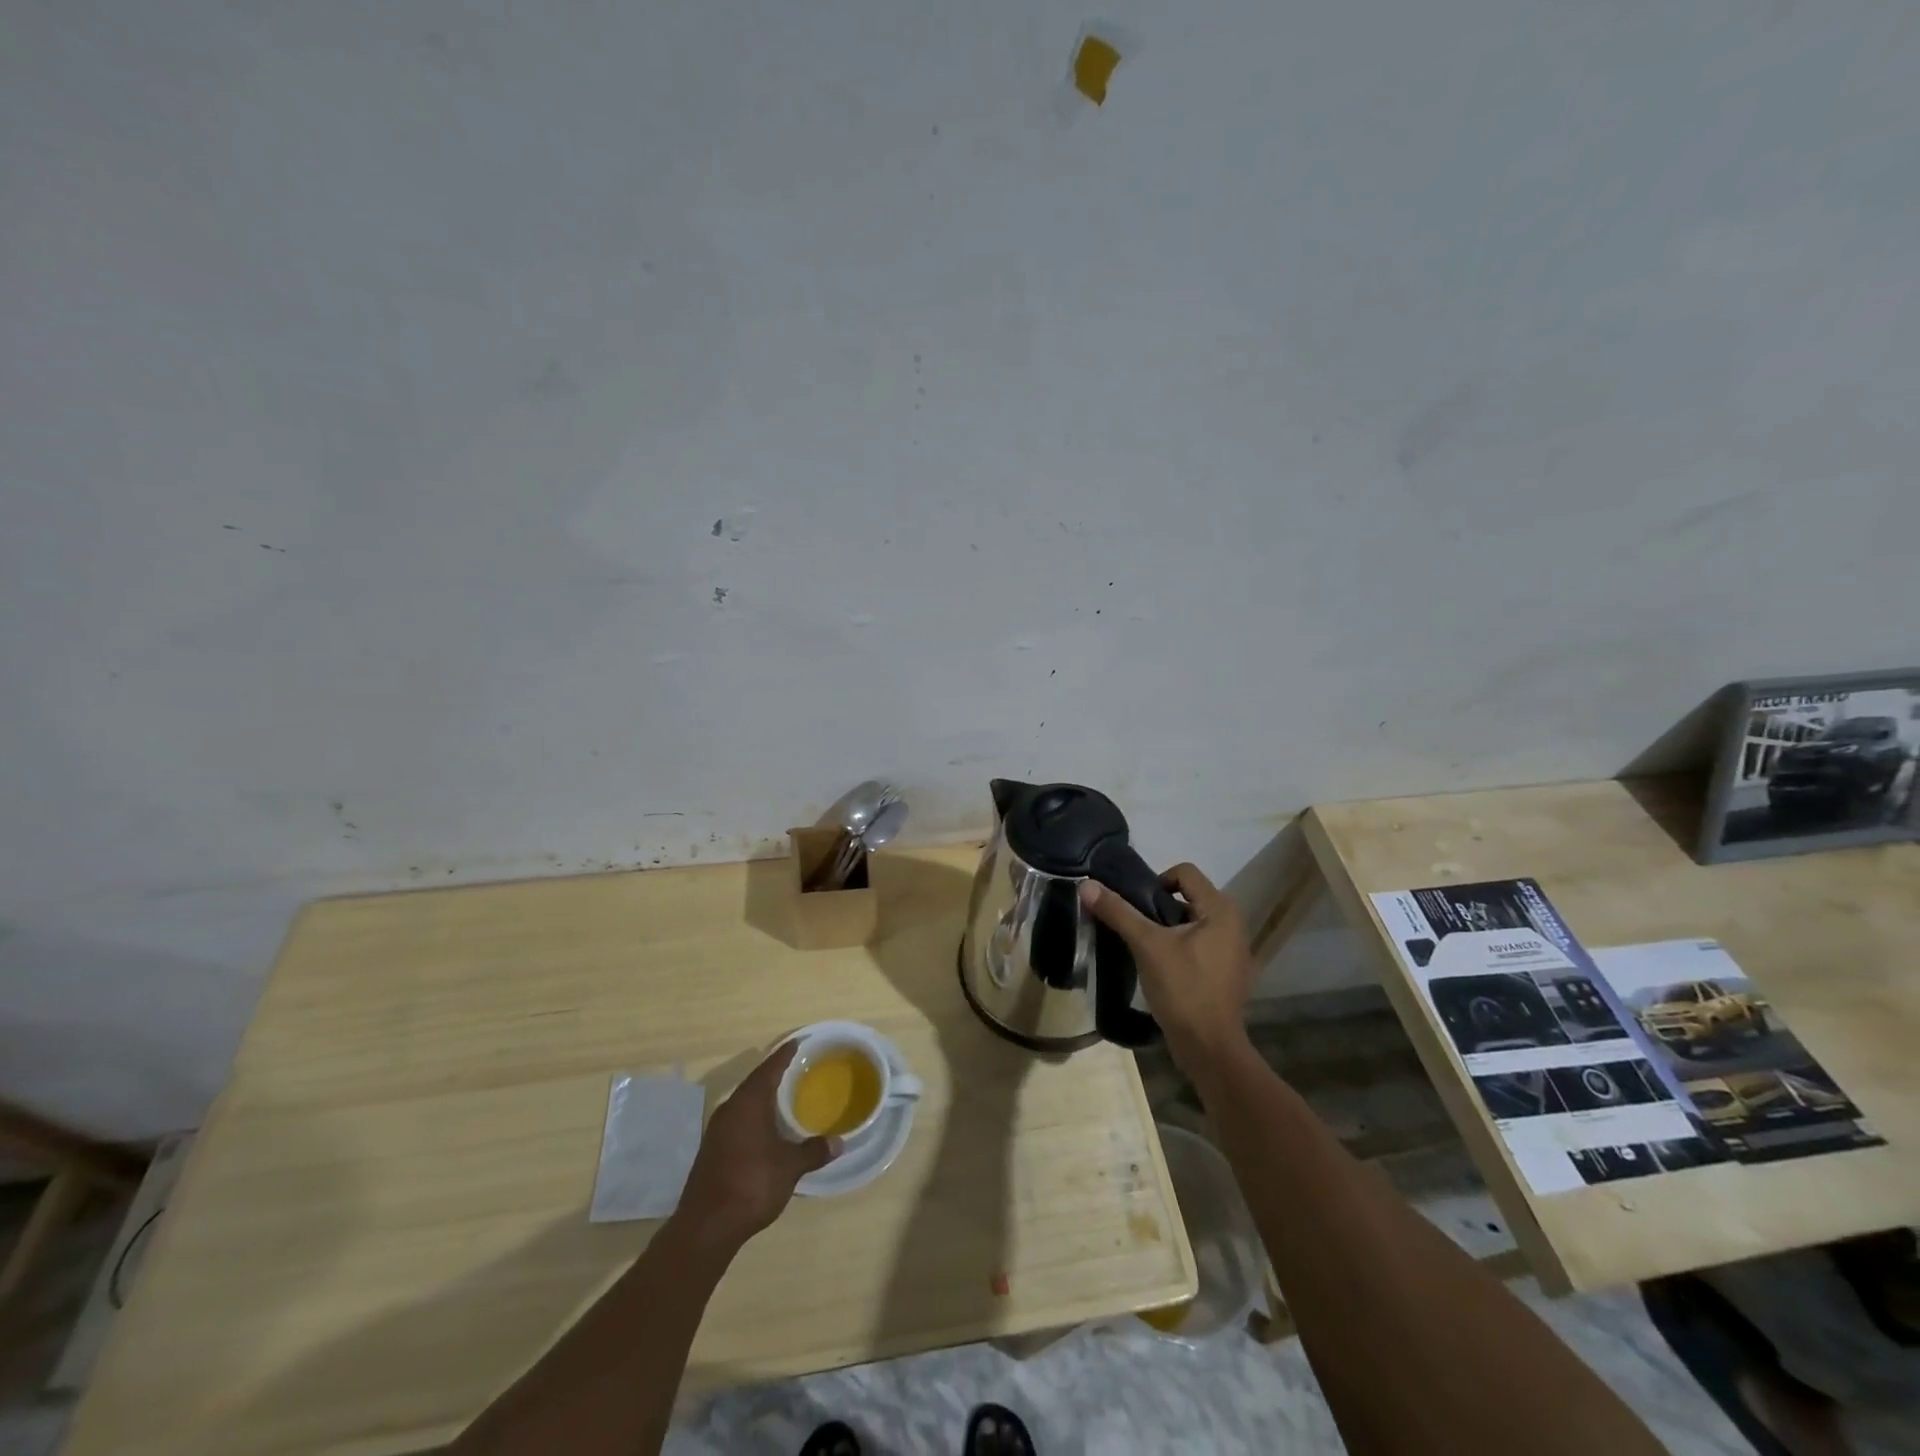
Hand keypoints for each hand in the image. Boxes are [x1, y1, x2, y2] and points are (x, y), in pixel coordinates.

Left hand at [677, 1042, 838, 1248]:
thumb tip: (839, 1142)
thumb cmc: (751, 1184)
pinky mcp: (712, 1150)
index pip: (769, 1069)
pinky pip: (737, 1121)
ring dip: (762, 1098)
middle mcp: (730, 1109)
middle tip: (795, 1068)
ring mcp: (717, 1130)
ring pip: (744, 1104)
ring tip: (783, 1096)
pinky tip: (765, 1128)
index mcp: (748, 1103)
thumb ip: (813, 1151)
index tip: (797, 1043)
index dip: (784, 1055)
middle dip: (773, 1075)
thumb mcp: (789, 1167)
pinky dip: (753, 1117)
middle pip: (754, 1083)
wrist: (706, 1227)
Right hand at [1079, 864, 1254, 1066]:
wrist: (1210, 1048)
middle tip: (1136, 927)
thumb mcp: (1147, 946)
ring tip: (1144, 947)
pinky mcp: (1227, 972)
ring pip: (1192, 922)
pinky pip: (1199, 944)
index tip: (1137, 907)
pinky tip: (1161, 967)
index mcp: (1221, 910)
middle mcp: (1233, 924)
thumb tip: (1086, 885)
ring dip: (1167, 928)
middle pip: (1188, 896)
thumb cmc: (1183, 989)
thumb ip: (1118, 912)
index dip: (1156, 881)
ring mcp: (1233, 950)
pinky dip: (1180, 947)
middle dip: (1159, 907)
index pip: (1185, 873)